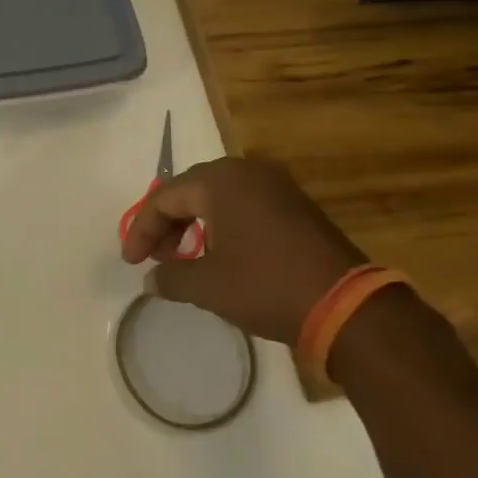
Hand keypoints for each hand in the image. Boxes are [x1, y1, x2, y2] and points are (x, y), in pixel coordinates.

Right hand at [120, 157, 364, 343]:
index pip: (164, 198)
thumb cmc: (265, 286)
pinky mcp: (295, 205)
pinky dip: (221, 226)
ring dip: (193, 225)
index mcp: (222, 181)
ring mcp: (277, 186)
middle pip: (190, 191)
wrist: (345, 305)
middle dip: (166, 225)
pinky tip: (217, 255)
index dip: (141, 230)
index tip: (131, 263)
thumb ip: (171, 277)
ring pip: (217, 197)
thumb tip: (151, 280)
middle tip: (154, 258)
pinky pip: (243, 205)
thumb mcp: (207, 285)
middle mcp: (248, 172)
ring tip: (182, 259)